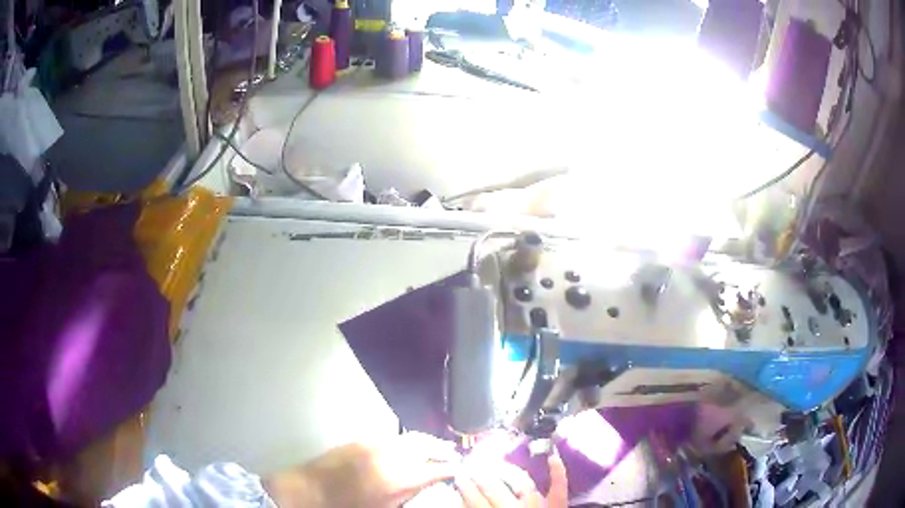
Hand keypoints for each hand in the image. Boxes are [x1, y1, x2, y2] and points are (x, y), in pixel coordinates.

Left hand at [263, 432, 459, 507]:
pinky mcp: (361, 439)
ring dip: (426, 443)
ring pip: (409, 438)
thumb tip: (429, 485)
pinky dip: (406, 442)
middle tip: (452, 455)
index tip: (460, 469)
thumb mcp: (385, 507)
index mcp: (398, 476)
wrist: (309, 490)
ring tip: (435, 450)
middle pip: (426, 444)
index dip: (451, 468)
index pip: (435, 468)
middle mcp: (389, 454)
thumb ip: (409, 494)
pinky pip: (393, 438)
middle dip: (442, 449)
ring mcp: (374, 443)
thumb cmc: (348, 506)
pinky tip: (409, 449)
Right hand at [455, 454, 567, 507]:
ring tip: (498, 464)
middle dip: (481, 478)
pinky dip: (558, 472)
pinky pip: (559, 487)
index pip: (476, 501)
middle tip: (472, 467)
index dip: (466, 488)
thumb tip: (463, 503)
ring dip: (509, 472)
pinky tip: (553, 457)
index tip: (458, 476)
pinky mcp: (557, 506)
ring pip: (522, 484)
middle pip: (495, 490)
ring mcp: (539, 506)